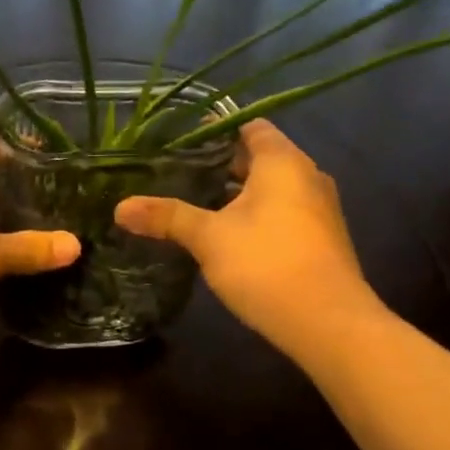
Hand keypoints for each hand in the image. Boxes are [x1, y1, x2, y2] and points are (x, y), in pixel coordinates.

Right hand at [115, 120, 376, 359]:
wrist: (329, 324)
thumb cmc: (267, 265)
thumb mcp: (209, 238)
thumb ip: (167, 217)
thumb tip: (120, 207)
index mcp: (282, 161)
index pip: (248, 125)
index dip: (214, 129)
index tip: (178, 140)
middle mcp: (306, 175)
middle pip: (258, 157)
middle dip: (218, 164)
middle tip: (175, 172)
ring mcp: (318, 208)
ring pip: (270, 188)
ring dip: (235, 193)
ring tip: (193, 202)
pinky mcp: (320, 238)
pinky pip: (281, 212)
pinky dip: (254, 215)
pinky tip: (225, 235)